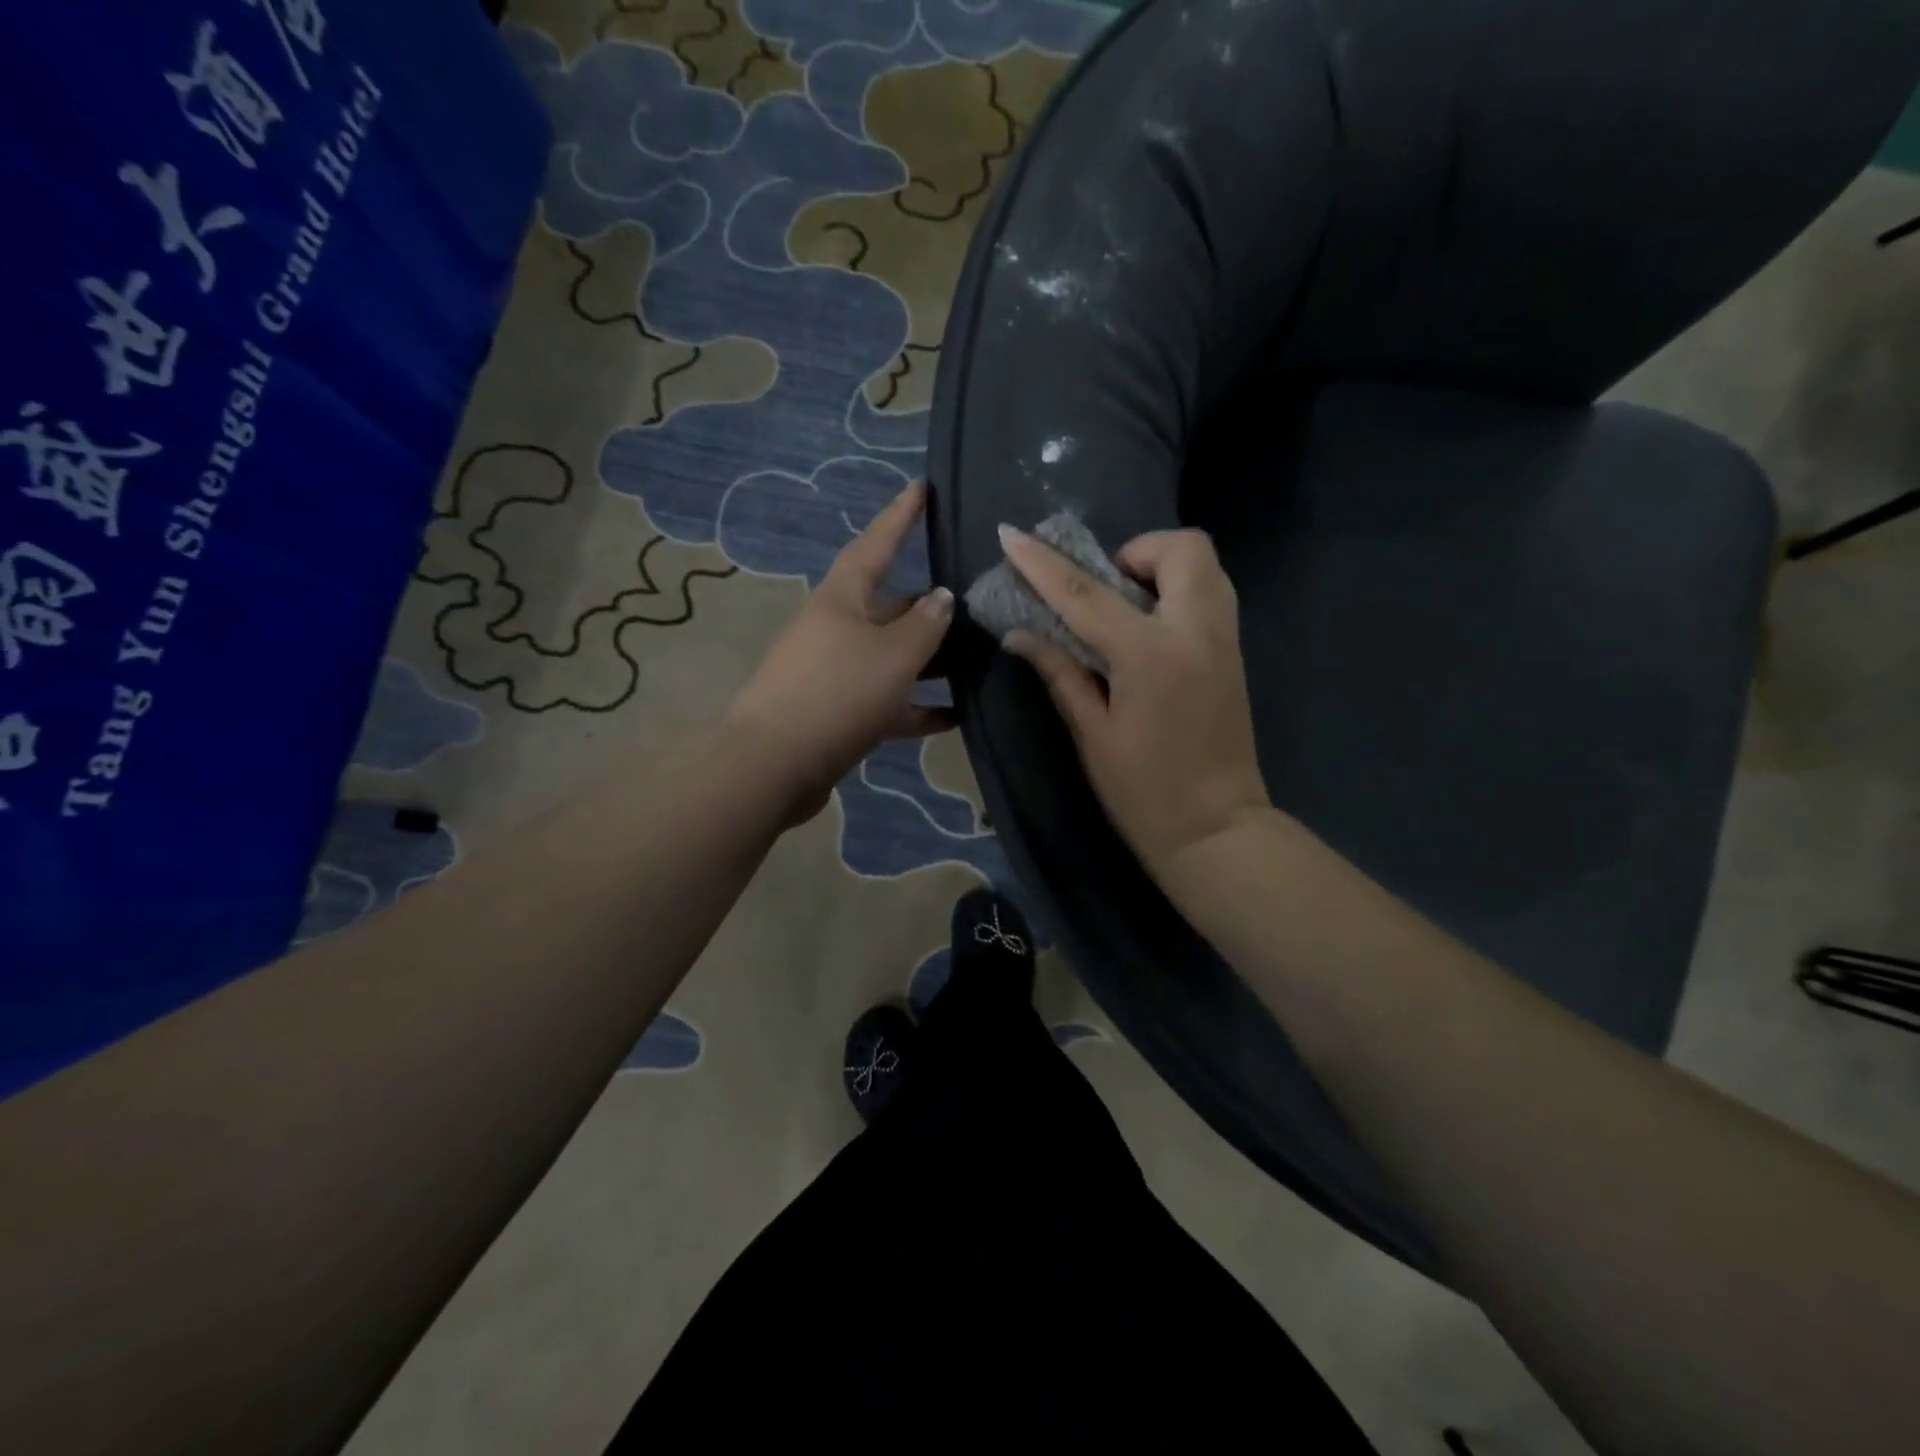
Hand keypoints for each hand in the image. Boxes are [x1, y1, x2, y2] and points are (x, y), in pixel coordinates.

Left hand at [725, 481, 955, 823]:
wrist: (774, 766)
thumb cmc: (836, 694)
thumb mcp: (892, 655)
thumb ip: (925, 626)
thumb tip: (942, 598)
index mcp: (842, 599)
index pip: (876, 544)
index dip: (901, 516)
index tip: (922, 487)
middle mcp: (837, 628)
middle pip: (891, 607)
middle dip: (931, 607)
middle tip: (978, 604)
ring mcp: (836, 672)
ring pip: (893, 657)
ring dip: (931, 661)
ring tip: (978, 662)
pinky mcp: (839, 713)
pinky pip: (888, 701)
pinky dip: (918, 706)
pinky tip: (956, 716)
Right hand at [999, 524, 1271, 893]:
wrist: (1217, 830)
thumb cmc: (1145, 793)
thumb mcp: (1093, 735)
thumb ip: (1060, 674)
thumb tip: (1020, 635)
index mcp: (1151, 656)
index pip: (1086, 594)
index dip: (1043, 563)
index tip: (1011, 535)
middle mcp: (1196, 632)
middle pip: (1180, 548)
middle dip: (1136, 551)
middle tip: (1104, 589)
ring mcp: (1224, 640)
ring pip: (1204, 565)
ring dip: (1161, 568)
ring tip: (1126, 606)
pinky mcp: (1234, 654)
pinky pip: (1211, 594)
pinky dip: (1179, 591)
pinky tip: (1149, 630)